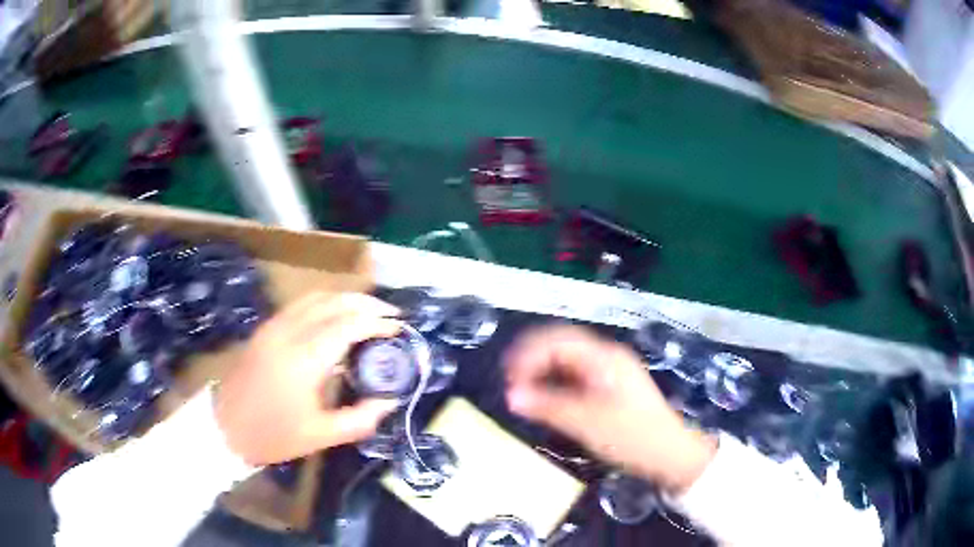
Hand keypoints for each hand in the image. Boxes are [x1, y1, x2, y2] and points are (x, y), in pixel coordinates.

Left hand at [215, 292, 401, 465]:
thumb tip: (389, 402)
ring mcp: (273, 327)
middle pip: (333, 302)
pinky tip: (335, 316)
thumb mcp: (319, 436)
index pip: (347, 325)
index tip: (398, 327)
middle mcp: (288, 333)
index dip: (377, 322)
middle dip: (366, 303)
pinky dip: (325, 303)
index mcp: (303, 360)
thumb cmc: (272, 435)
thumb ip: (359, 419)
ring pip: (315, 297)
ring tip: (368, 310)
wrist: (223, 427)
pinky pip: (300, 305)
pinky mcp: (265, 329)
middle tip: (390, 314)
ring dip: (345, 298)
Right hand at [504, 325, 716, 493]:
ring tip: (523, 390)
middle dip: (533, 359)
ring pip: (569, 360)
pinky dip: (557, 383)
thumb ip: (548, 407)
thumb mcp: (587, 423)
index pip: (557, 341)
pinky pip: (577, 375)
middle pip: (562, 344)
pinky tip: (547, 398)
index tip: (508, 379)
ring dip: (544, 371)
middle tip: (510, 381)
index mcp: (604, 358)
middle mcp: (607, 356)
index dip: (528, 355)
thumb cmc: (632, 436)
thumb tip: (510, 395)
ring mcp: (611, 370)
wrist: (670, 454)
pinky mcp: (612, 386)